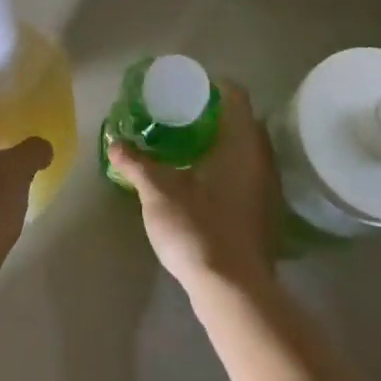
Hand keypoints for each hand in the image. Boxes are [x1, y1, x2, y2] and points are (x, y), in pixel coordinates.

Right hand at [106, 80, 277, 294]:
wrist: (233, 293)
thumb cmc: (198, 228)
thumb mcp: (158, 191)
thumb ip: (137, 163)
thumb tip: (115, 143)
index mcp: (242, 143)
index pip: (235, 96)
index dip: (211, 86)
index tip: (185, 88)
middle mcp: (262, 160)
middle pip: (241, 122)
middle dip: (211, 116)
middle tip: (177, 114)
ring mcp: (266, 189)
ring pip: (243, 151)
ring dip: (218, 144)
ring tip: (183, 145)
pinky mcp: (262, 215)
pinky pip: (244, 175)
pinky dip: (224, 169)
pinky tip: (199, 180)